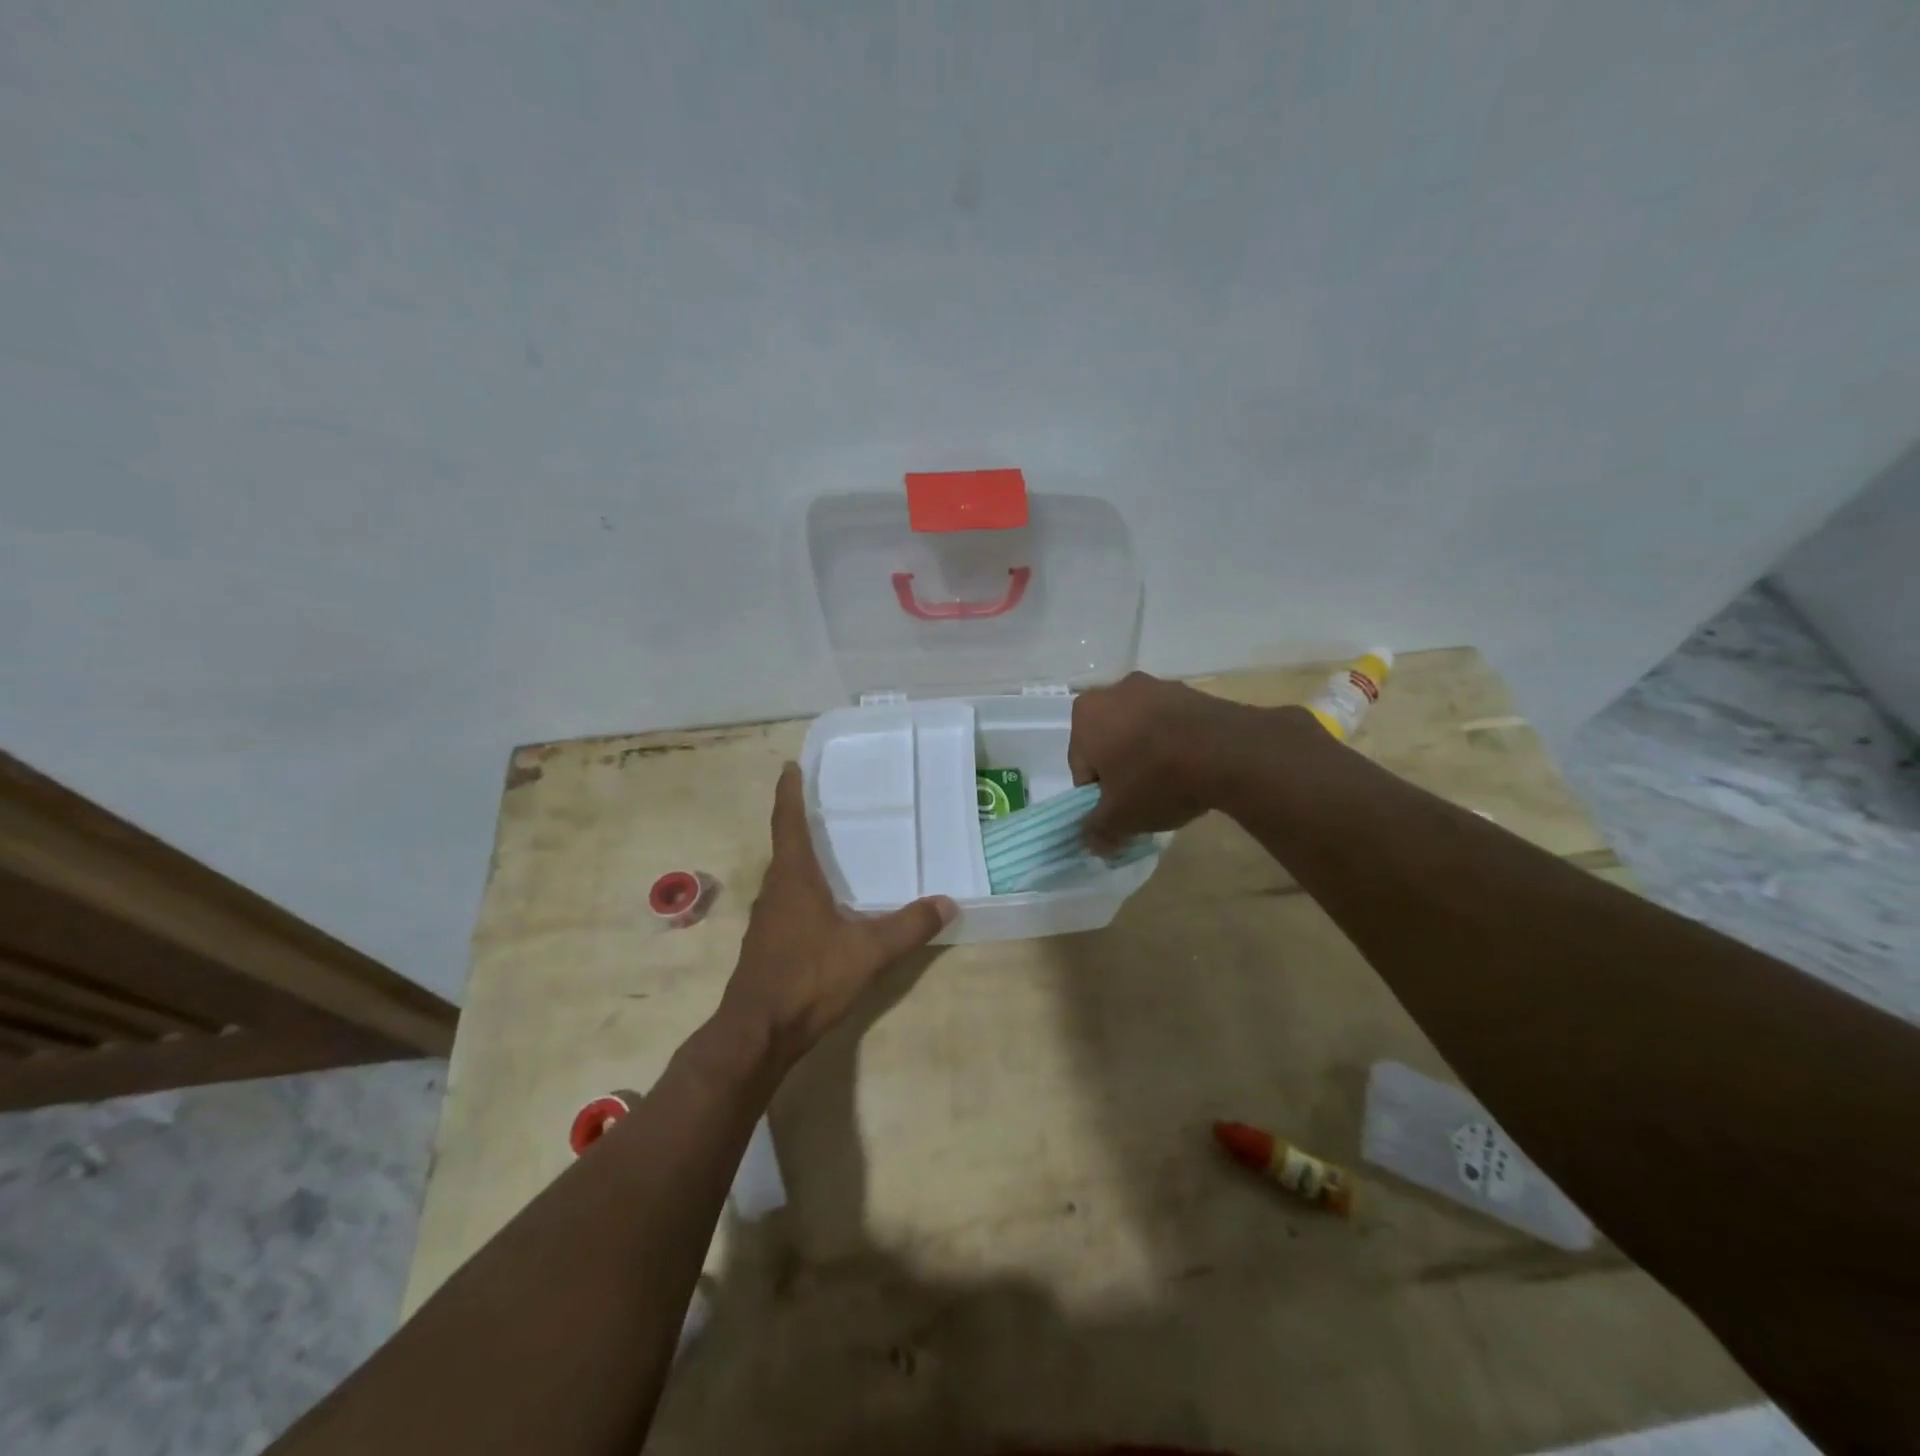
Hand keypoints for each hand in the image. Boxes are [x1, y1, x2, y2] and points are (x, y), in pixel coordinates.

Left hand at [717, 763, 955, 1074]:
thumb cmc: (808, 978)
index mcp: (793, 879)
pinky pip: (788, 902)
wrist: (757, 1033)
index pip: (788, 823)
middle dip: (802, 822)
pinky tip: (827, 906)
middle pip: (786, 846)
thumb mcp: (868, 952)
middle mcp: (775, 891)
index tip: (789, 766)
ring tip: (832, 850)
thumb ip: (909, 926)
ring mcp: (767, 919)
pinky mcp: (768, 944)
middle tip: (827, 804)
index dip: (789, 793)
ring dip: (803, 859)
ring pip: (786, 877)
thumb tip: (948, 902)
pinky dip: (804, 890)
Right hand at [1069, 671, 1272, 850]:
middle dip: (1122, 771)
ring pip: (1140, 732)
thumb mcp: (1120, 818)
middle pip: (1109, 744)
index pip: (1081, 766)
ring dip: (1149, 757)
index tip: (1119, 813)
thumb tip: (1092, 842)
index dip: (1098, 796)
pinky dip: (1175, 745)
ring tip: (1173, 786)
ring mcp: (1156, 687)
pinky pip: (1171, 726)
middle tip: (1143, 800)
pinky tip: (1193, 769)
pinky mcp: (1190, 692)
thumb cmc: (1157, 780)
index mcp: (1085, 715)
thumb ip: (1097, 830)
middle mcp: (1114, 691)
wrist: (1228, 752)